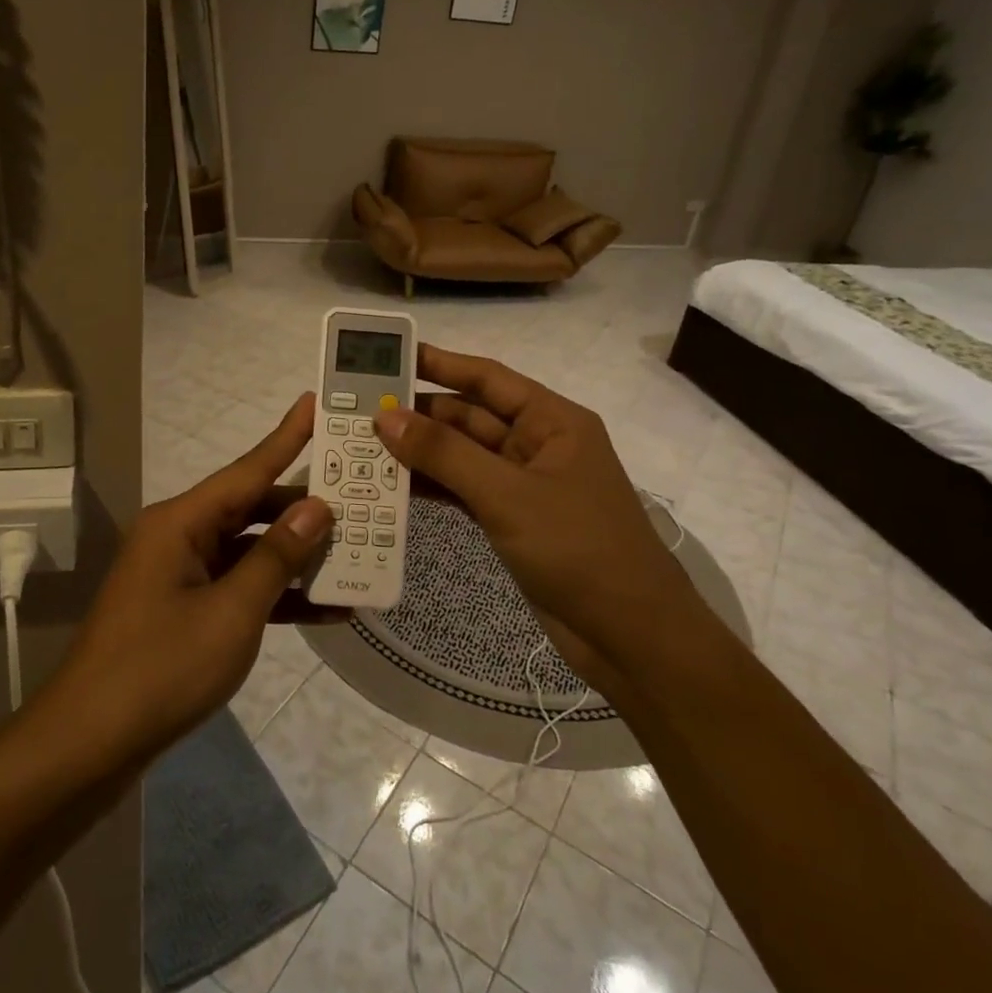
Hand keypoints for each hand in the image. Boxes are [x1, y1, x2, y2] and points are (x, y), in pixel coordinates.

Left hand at [50, 395, 331, 763]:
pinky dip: (276, 595)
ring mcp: (180, 575)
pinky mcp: (184, 610)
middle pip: (252, 508)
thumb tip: (317, 507)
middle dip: (305, 508)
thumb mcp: (232, 612)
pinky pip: (238, 587)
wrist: (90, 744)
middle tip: (360, 496)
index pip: (247, 469)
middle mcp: (180, 537)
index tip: (316, 402)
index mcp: (182, 522)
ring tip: (357, 551)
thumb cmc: (162, 668)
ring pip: (250, 550)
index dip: (286, 437)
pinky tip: (327, 610)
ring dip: (296, 556)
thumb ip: (277, 556)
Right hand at [374, 345, 694, 661]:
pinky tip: (394, 486)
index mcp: (553, 421)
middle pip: (470, 417)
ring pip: (463, 456)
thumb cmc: (578, 549)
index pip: (488, 378)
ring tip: (365, 445)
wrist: (630, 636)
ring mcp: (524, 485)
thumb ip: (445, 454)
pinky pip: (465, 491)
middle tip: (361, 409)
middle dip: (420, 413)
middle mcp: (538, 444)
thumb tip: (386, 416)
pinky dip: (434, 487)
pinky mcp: (513, 521)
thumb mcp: (507, 494)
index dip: (440, 363)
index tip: (391, 356)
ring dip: (421, 452)